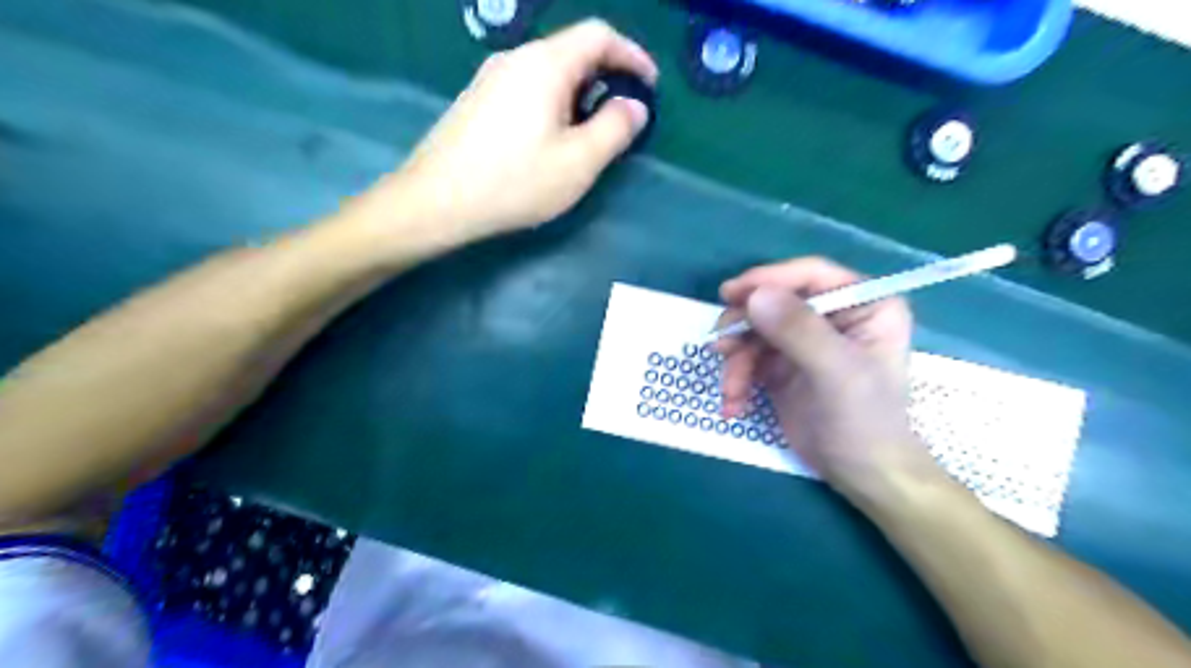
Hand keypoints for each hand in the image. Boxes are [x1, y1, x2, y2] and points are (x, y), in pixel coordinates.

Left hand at [377, 18, 655, 244]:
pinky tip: (548, 140)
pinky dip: (552, 104)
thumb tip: (634, 106)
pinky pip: (526, 89)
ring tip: (587, 134)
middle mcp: (515, 58)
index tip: (650, 85)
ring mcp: (490, 78)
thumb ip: (615, 129)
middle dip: (605, 78)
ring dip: (578, 95)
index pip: (598, 35)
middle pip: (571, 51)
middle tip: (621, 117)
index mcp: (545, 64)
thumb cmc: (514, 181)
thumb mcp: (578, 162)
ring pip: (548, 72)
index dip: (631, 54)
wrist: (437, 201)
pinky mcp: (476, 101)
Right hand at [717, 257, 939, 507]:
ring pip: (753, 331)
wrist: (862, 475)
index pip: (810, 275)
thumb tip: (754, 296)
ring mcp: (803, 340)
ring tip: (730, 391)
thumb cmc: (866, 421)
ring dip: (735, 361)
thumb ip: (798, 330)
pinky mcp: (781, 365)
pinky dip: (736, 380)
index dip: (768, 279)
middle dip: (743, 328)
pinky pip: (748, 359)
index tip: (731, 294)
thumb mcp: (837, 372)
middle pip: (773, 301)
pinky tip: (733, 405)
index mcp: (863, 304)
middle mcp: (831, 315)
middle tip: (720, 347)